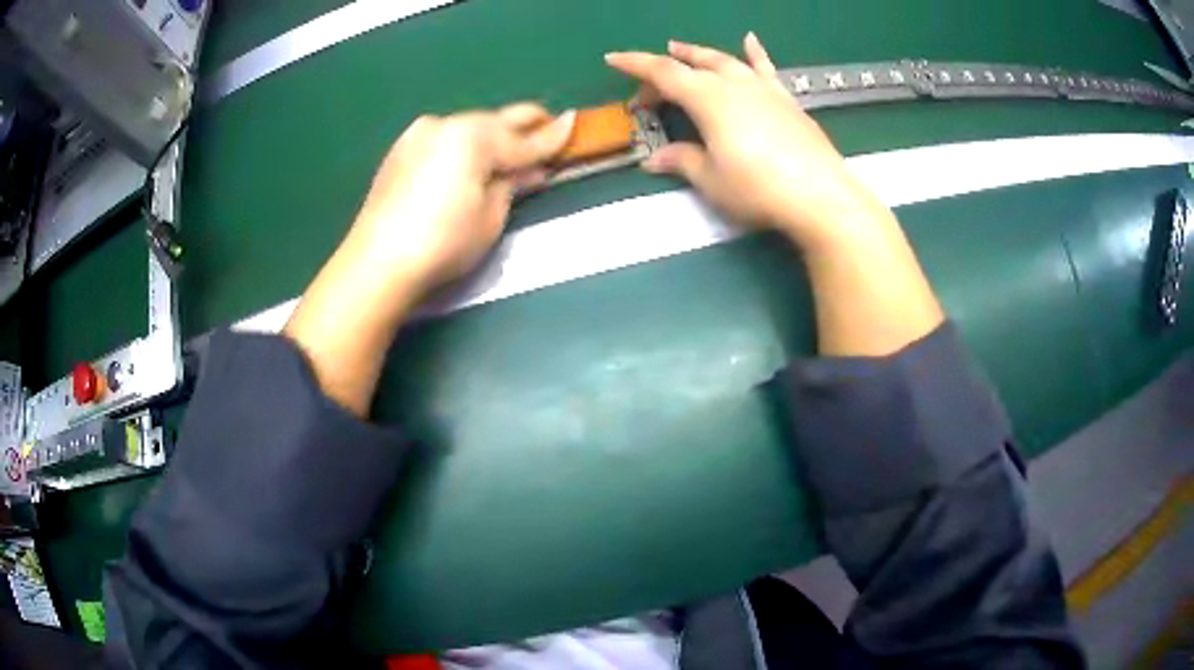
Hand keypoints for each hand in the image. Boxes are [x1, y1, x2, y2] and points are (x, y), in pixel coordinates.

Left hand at [285, 105, 572, 414]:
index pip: (522, 139)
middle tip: (548, 129)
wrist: (377, 262)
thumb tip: (531, 169)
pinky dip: (464, 147)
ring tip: (509, 154)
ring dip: (493, 137)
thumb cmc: (442, 243)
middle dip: (524, 127)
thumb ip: (513, 183)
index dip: (552, 136)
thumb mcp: (490, 217)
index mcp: (472, 137)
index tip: (574, 121)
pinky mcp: (402, 150)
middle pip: (495, 121)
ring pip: (469, 128)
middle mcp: (446, 123)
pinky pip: (445, 139)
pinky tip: (471, 163)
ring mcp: (419, 134)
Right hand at [606, 34, 885, 249]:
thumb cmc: (758, 189)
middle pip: (692, 66)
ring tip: (682, 49)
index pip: (663, 73)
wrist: (820, 195)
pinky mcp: (786, 100)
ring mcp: (764, 89)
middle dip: (665, 70)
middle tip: (649, 87)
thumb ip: (683, 162)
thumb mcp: (712, 180)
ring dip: (700, 54)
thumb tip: (654, 159)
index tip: (612, 59)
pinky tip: (750, 40)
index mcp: (708, 99)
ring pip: (725, 61)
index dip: (635, 65)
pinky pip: (765, 69)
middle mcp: (734, 84)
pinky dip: (755, 54)